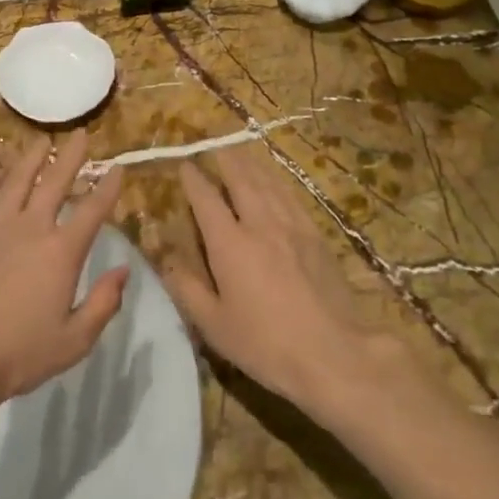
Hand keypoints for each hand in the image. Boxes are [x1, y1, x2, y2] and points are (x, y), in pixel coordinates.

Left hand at [0, 131, 127, 407]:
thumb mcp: (76, 338)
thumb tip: (123, 270)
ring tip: (42, 141)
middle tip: (81, 134)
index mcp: (62, 251)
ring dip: (32, 158)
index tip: (118, 169)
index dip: (108, 188)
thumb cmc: (22, 352)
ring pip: (17, 181)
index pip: (93, 210)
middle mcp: (32, 228)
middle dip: (71, 156)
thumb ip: (104, 302)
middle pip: (55, 182)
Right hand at [164, 146, 379, 411]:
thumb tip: (165, 259)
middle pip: (241, 180)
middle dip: (225, 159)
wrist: (333, 353)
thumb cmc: (265, 344)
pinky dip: (278, 182)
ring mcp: (292, 227)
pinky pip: (292, 197)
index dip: (193, 179)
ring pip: (268, 183)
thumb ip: (186, 288)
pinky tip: (276, 182)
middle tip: (214, 145)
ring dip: (252, 164)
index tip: (184, 165)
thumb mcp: (214, 325)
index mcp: (230, 243)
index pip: (206, 199)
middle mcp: (260, 224)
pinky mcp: (316, 236)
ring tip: (241, 152)